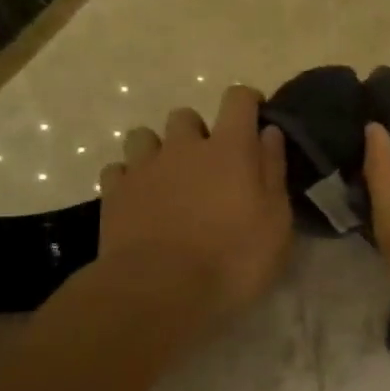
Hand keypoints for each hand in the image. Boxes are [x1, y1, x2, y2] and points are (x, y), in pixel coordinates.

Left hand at [86, 84, 291, 331]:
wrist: (158, 291)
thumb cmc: (233, 258)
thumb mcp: (276, 221)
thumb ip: (273, 171)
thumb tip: (269, 132)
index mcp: (230, 148)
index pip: (238, 99)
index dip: (248, 102)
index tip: (255, 117)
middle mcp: (184, 147)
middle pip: (186, 116)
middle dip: (197, 132)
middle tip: (209, 164)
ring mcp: (144, 168)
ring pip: (144, 136)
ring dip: (158, 150)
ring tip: (168, 179)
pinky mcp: (113, 194)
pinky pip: (118, 170)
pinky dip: (130, 178)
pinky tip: (139, 200)